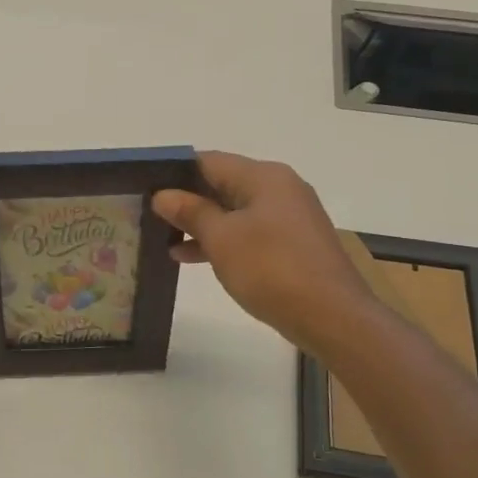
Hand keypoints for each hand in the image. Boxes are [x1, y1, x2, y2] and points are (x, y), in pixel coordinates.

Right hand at [153, 151, 373, 352]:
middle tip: (147, 215)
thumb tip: (164, 195)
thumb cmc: (272, 269)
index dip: (174, 173)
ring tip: (162, 239)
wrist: (332, 316)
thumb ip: (191, 212)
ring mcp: (288, 217)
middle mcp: (279, 189)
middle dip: (185, 200)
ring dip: (200, 224)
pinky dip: (221, 241)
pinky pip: (247, 233)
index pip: (208, 161)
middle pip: (221, 184)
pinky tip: (190, 257)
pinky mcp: (291, 244)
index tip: (145, 189)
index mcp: (264, 177)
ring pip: (233, 212)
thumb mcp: (221, 239)